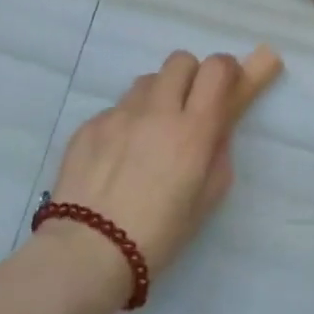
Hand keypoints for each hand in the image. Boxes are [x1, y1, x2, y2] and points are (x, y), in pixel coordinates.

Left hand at [41, 51, 252, 306]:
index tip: (226, 86)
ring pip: (147, 81)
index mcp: (193, 130)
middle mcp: (157, 110)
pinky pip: (116, 108)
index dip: (226, 69)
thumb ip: (218, 153)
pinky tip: (118, 157)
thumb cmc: (159, 235)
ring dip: (157, 97)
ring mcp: (119, 114)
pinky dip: (125, 123)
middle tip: (188, 108)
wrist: (86, 252)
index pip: (217, 68)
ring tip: (150, 133)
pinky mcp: (90, 124)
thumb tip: (215, 127)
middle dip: (190, 77)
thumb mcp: (207, 199)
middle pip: (180, 61)